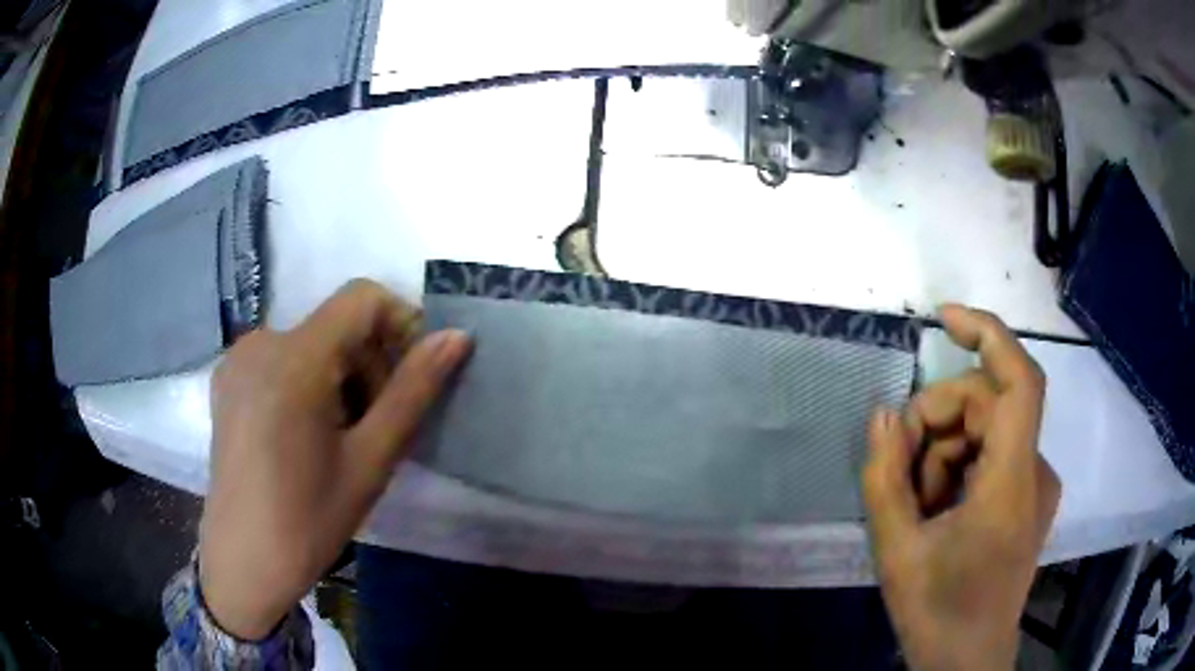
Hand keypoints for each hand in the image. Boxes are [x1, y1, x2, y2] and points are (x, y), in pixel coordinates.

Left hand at [198, 279, 470, 639]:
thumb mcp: (370, 460)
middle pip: (336, 324)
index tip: (411, 380)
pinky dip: (309, 382)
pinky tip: (306, 435)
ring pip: (311, 342)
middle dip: (370, 363)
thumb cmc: (310, 520)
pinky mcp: (228, 379)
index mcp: (293, 358)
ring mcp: (238, 359)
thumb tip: (456, 337)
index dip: (399, 325)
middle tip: (377, 428)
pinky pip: (283, 358)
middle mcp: (259, 342)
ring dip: (341, 377)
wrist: (244, 561)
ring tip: (342, 439)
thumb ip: (413, 392)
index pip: (362, 298)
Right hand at [862, 305, 1060, 670]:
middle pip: (989, 406)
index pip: (1019, 380)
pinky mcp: (1029, 497)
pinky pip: (994, 456)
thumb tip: (884, 416)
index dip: (986, 333)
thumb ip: (885, 478)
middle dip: (938, 424)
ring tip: (916, 507)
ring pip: (988, 432)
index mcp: (1012, 483)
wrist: (967, 663)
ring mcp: (1036, 485)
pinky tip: (937, 510)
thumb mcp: (897, 552)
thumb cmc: (937, 614)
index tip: (942, 317)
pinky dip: (959, 469)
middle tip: (897, 470)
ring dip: (944, 454)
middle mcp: (1035, 472)